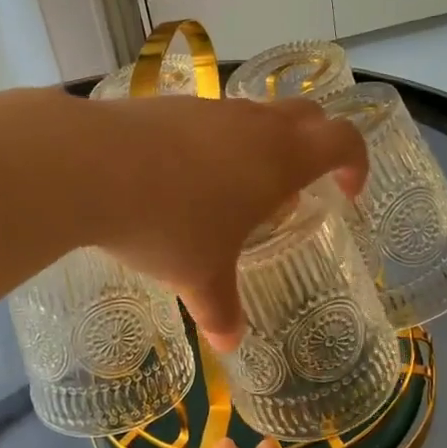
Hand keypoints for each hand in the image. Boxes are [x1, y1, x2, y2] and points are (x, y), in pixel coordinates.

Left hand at [90, 96, 366, 350]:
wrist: (90, 166)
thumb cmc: (168, 224)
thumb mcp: (200, 277)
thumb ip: (221, 311)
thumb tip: (229, 344)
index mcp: (281, 159)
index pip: (343, 140)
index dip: (355, 162)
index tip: (347, 192)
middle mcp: (253, 124)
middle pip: (307, 115)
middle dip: (315, 145)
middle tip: (299, 186)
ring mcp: (210, 107)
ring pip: (255, 114)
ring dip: (261, 143)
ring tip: (235, 189)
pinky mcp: (169, 103)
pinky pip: (210, 117)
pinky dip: (215, 141)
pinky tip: (182, 176)